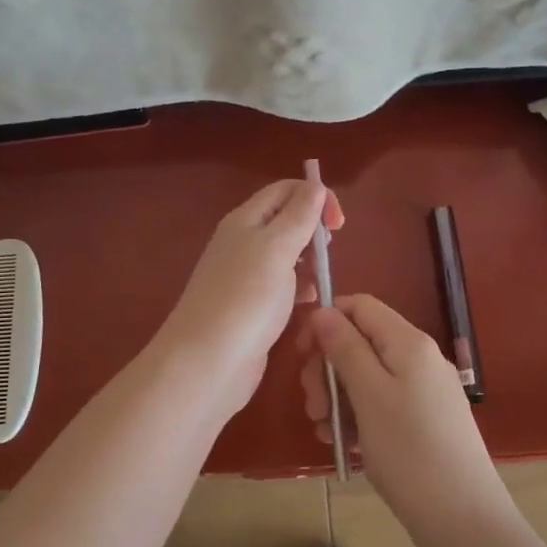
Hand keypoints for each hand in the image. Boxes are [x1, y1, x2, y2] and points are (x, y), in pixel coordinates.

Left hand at [158, 180, 344, 417]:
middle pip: (285, 220)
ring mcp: (245, 276)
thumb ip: (298, 215)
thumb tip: (315, 185)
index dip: (315, 196)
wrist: (208, 362)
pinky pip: (282, 286)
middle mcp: (242, 242)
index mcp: (245, 220)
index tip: (338, 224)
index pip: (284, 190)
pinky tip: (311, 302)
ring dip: (309, 260)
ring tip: (322, 278)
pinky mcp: (251, 307)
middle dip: (313, 229)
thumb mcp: (277, 247)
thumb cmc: (246, 298)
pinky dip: (300, 288)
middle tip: (329, 252)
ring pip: (286, 255)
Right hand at [298, 294, 506, 527]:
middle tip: (313, 405)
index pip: (359, 306)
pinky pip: (380, 404)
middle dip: (327, 368)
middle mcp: (418, 359)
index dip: (326, 321)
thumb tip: (323, 310)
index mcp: (408, 343)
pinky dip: (357, 417)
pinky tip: (345, 445)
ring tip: (325, 431)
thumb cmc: (410, 452)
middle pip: (359, 342)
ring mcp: (422, 391)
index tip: (302, 354)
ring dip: (337, 398)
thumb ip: (345, 348)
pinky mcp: (422, 421)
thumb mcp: (369, 395)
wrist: (464, 520)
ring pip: (366, 376)